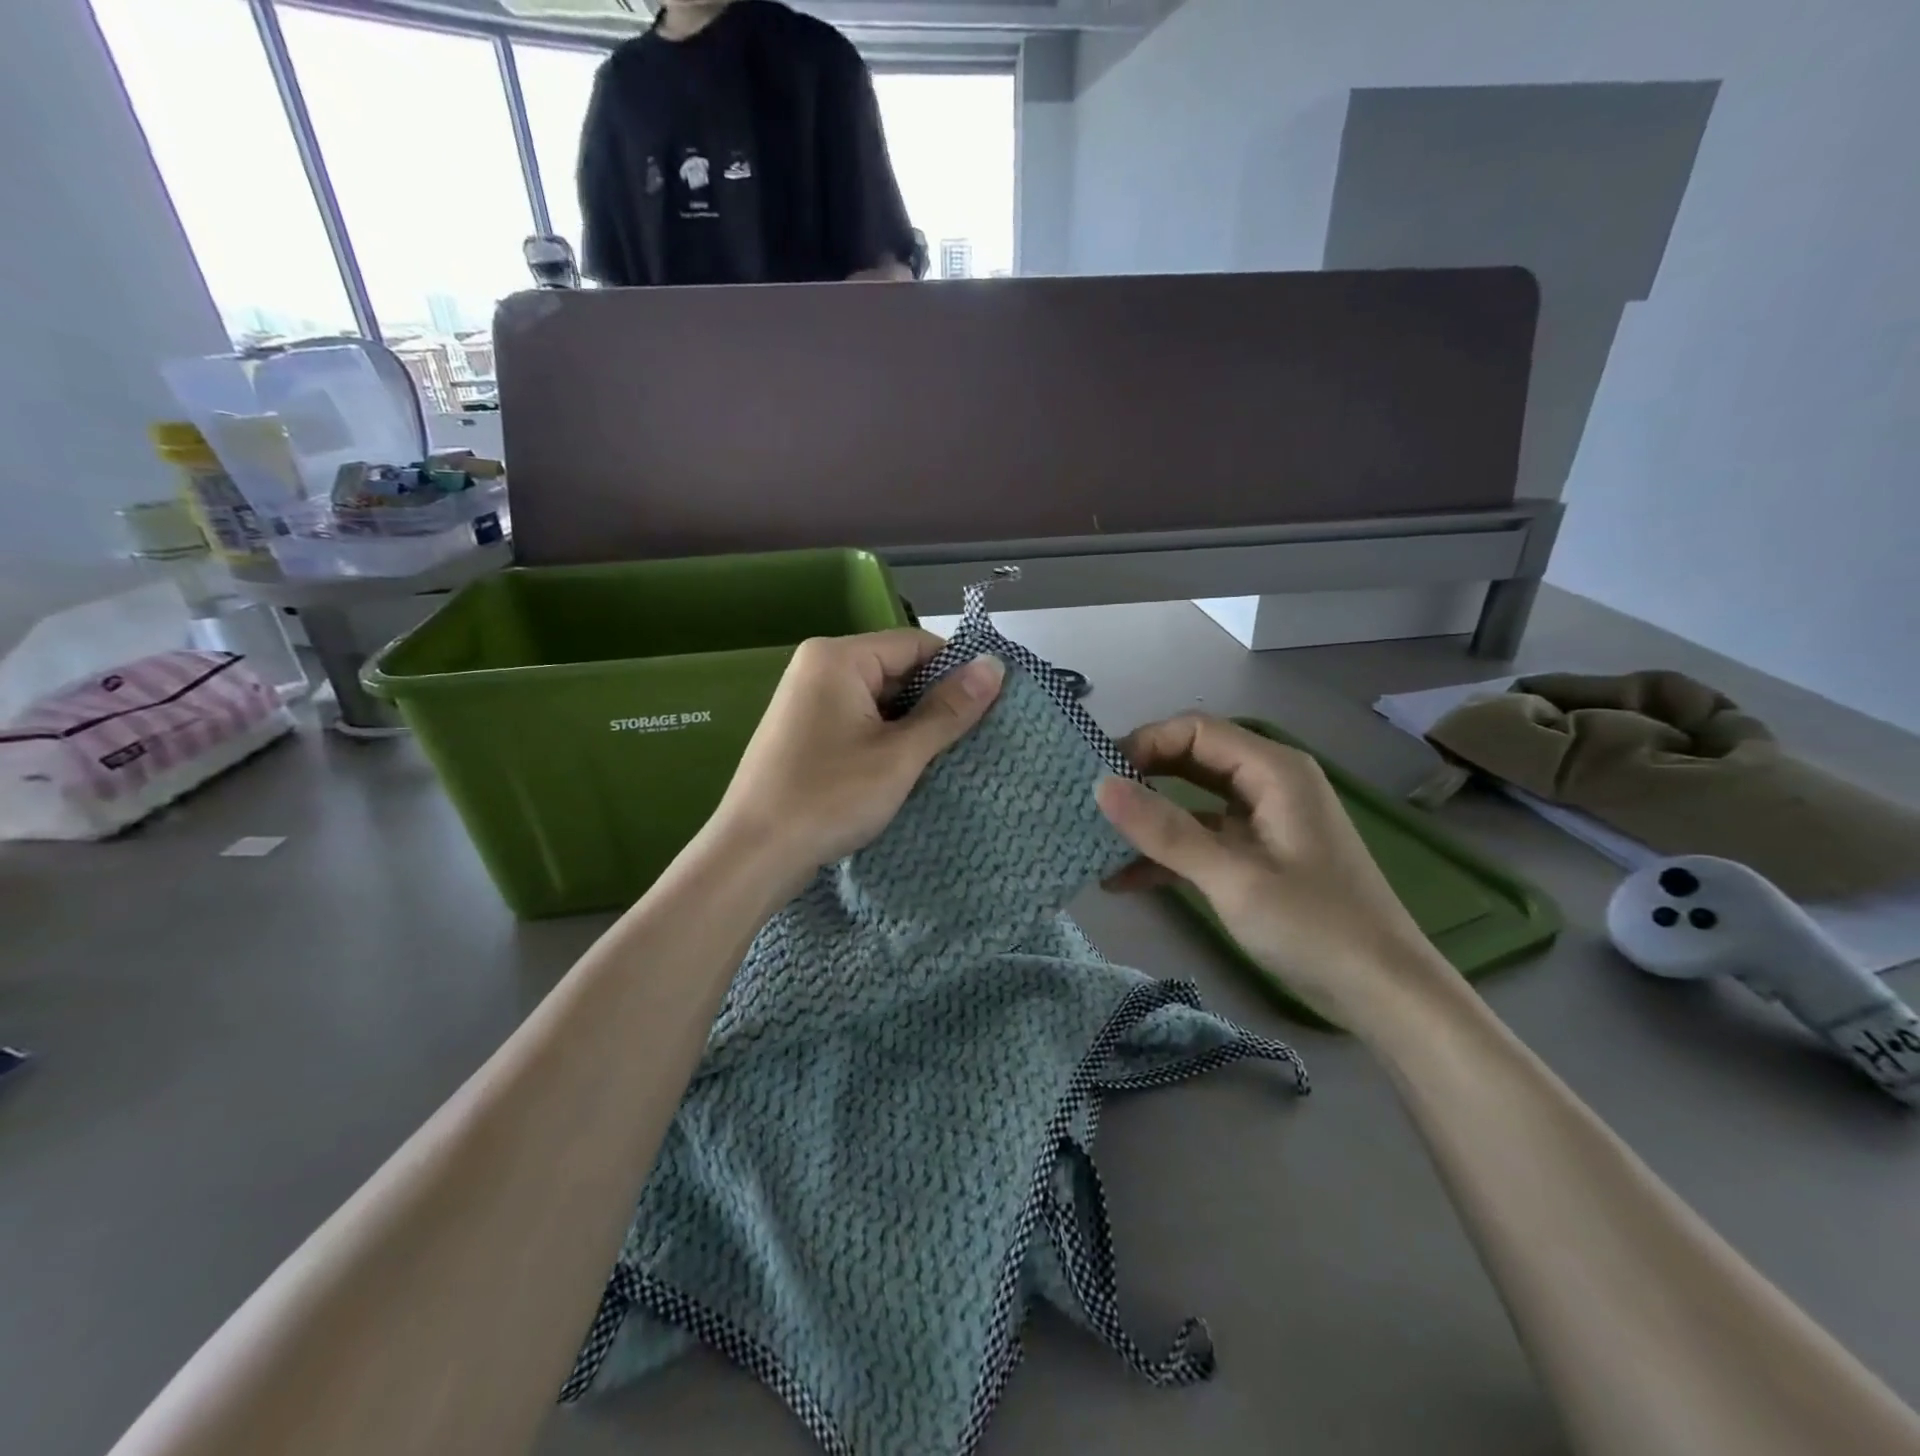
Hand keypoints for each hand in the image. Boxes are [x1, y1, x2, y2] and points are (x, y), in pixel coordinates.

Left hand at [709, 630, 1003, 896]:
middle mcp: (818, 667)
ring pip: (879, 699)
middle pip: (897, 669)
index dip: (956, 673)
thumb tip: (995, 666)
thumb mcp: (899, 755)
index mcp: (838, 657)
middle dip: (933, 703)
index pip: (917, 645)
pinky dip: (884, 739)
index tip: (988, 710)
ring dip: (910, 725)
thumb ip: (949, 709)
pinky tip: (903, 769)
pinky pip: (858, 720)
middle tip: (968, 741)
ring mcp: (807, 699)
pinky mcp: (803, 730)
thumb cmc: (829, 797)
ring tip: (941, 759)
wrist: (752, 854)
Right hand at [1094, 714, 1456, 1030]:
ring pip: (1192, 800)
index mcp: (1273, 770)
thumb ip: (1165, 830)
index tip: (1098, 776)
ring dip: (1148, 820)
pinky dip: (1168, 853)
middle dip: (1139, 777)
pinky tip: (1123, 879)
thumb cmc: (1314, 926)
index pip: (1194, 730)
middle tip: (1088, 802)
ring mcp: (1264, 819)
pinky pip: (1203, 838)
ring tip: (1095, 838)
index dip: (1143, 744)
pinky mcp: (1258, 853)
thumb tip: (1100, 786)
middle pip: (1191, 759)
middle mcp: (1268, 782)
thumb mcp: (1232, 877)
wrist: (1384, 993)